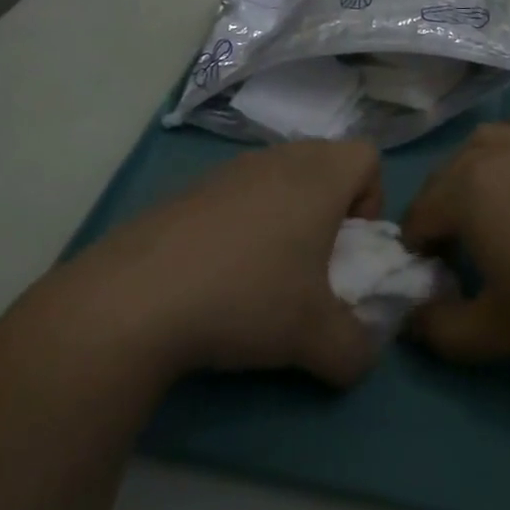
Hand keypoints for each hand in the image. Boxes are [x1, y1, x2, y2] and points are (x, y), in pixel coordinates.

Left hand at [65, 140, 384, 387]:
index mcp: (317, 177)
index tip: (348, 248)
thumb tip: (360, 354)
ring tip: (263, 274)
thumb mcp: (318, 341)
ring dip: (284, 216)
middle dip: (330, 209)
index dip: (371, 200)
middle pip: (323, 162)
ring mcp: (228, 169)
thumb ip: (357, 349)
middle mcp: (277, 159)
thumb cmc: (247, 299)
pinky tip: (218, 273)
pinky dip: (242, 224)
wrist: (138, 296)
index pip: (367, 155)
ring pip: (278, 177)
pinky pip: (237, 194)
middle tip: (312, 263)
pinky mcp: (190, 189)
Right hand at [402, 108, 509, 364]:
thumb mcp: (496, 332)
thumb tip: (412, 321)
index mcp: (464, 190)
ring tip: (490, 207)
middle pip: (447, 176)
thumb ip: (440, 330)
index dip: (419, 250)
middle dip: (440, 212)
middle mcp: (494, 152)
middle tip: (459, 255)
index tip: (436, 280)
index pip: (419, 216)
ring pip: (487, 141)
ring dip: (473, 170)